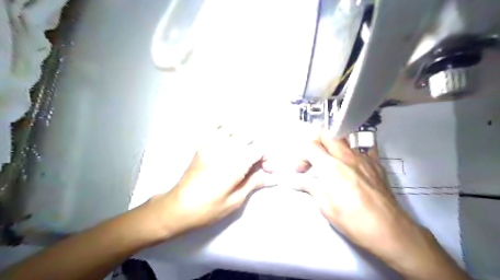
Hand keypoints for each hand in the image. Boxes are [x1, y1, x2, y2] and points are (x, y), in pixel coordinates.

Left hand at [146, 127, 264, 237]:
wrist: (177, 206)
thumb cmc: (208, 208)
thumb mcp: (235, 200)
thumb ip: (254, 183)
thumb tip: (271, 178)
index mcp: (235, 163)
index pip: (260, 147)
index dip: (267, 158)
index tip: (267, 170)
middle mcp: (225, 148)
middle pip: (249, 133)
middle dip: (256, 145)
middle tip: (255, 161)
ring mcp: (211, 144)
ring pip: (233, 127)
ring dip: (242, 136)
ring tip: (242, 151)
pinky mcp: (202, 145)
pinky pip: (217, 130)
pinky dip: (227, 133)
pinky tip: (228, 146)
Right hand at [304, 131, 424, 264]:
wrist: (389, 230)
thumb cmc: (352, 221)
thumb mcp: (325, 207)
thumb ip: (311, 187)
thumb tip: (298, 182)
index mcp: (331, 167)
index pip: (310, 146)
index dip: (301, 156)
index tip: (301, 171)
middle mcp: (346, 156)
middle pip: (327, 133)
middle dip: (315, 140)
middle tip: (314, 156)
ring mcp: (363, 157)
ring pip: (344, 137)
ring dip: (333, 144)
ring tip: (331, 159)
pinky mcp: (376, 163)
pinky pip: (363, 147)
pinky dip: (353, 150)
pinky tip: (352, 163)